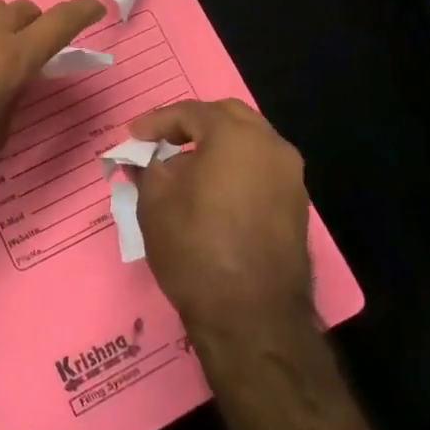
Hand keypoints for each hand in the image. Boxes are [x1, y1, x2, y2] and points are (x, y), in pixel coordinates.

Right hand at [129, 99, 314, 338]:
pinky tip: (210, 193)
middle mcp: (272, 147)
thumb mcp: (154, 201)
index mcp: (236, 136)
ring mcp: (291, 179)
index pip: (191, 112)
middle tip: (162, 141)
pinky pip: (260, 171)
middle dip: (192, 124)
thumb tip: (146, 159)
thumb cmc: (195, 247)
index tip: (133, 136)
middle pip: (228, 118)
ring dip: (216, 147)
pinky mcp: (297, 208)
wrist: (251, 317)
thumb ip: (147, 167)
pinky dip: (234, 170)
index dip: (156, 122)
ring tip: (182, 169)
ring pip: (249, 144)